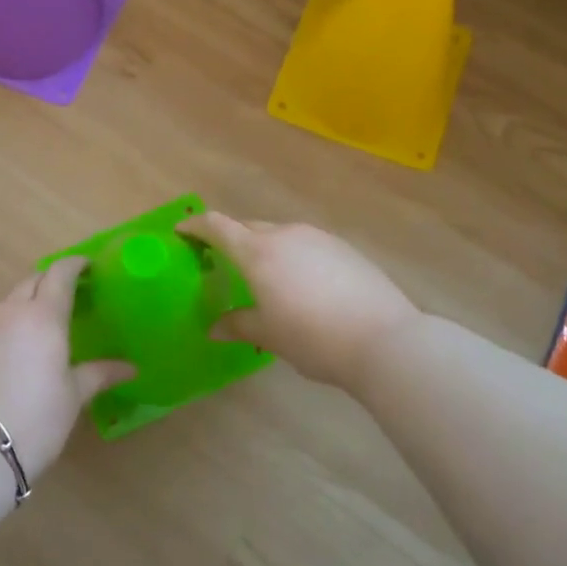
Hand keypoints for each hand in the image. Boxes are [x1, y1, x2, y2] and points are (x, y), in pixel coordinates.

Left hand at [0, 258, 134, 481]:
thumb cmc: (34, 420)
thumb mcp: (73, 397)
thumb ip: (99, 374)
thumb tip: (130, 368)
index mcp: (43, 316)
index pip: (59, 273)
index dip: (74, 264)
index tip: (88, 266)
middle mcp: (10, 311)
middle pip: (32, 281)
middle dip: (50, 281)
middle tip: (69, 295)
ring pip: (8, 301)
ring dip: (26, 302)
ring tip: (41, 324)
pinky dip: (6, 323)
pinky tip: (13, 348)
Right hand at [177, 212, 422, 393]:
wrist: (385, 340)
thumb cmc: (314, 338)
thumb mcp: (269, 335)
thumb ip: (238, 324)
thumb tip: (214, 328)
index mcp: (258, 252)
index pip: (217, 226)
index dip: (196, 226)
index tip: (181, 232)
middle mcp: (286, 234)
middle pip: (248, 228)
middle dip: (230, 239)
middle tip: (220, 260)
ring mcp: (318, 237)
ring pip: (279, 234)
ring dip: (263, 248)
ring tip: (263, 276)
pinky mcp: (343, 247)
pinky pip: (305, 244)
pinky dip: (292, 256)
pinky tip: (301, 284)